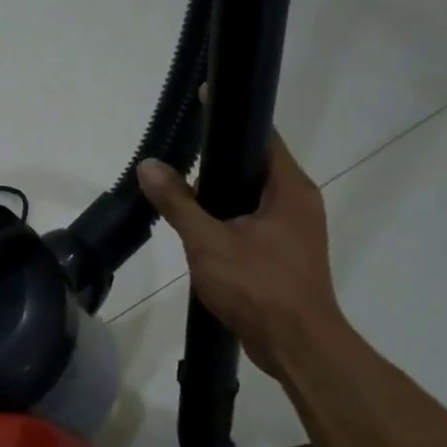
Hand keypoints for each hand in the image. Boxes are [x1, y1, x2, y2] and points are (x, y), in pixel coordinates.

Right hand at [137, 130, 347, 376]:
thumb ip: (178, 202)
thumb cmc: (258, 286)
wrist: (296, 345)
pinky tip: (197, 225)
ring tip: (179, 186)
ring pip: (251, 196)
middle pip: (255, 165)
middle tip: (178, 150)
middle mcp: (298, 202)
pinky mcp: (284, 254)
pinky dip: (226, 216)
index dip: (230, 117)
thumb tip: (148, 165)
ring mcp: (294, 230)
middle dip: (218, 157)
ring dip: (220, 191)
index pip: (262, 136)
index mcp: (289, 189)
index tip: (201, 101)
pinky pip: (252, 221)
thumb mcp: (208, 242)